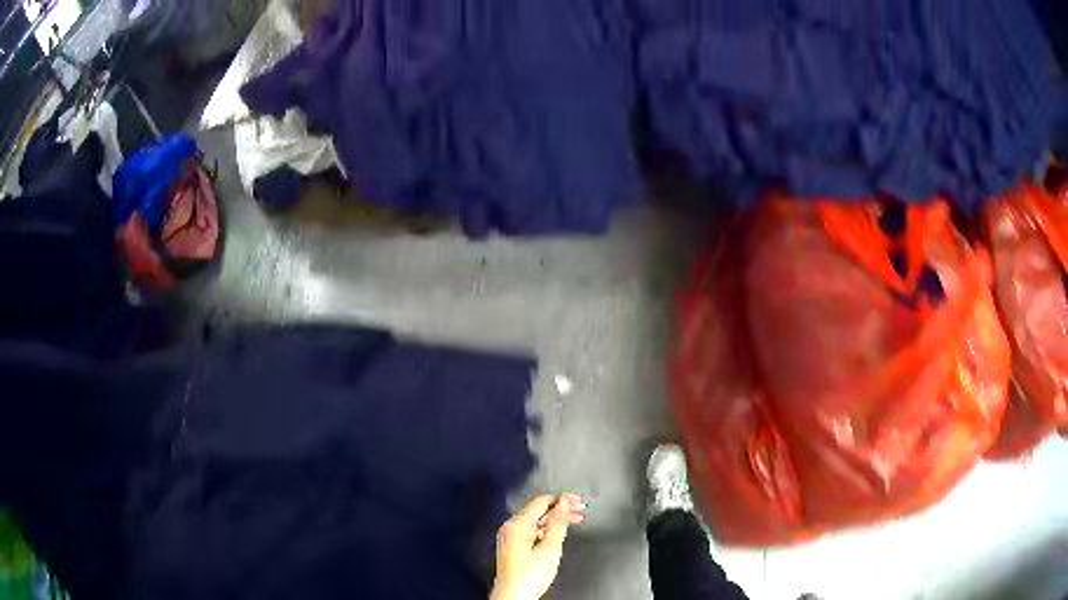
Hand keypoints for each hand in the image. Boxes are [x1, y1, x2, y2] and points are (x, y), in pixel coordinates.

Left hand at [490, 493, 585, 599]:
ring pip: (536, 519)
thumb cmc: (528, 577)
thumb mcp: (550, 548)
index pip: (542, 500)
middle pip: (539, 509)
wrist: (513, 596)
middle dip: (561, 508)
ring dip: (556, 518)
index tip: (577, 500)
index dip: (562, 498)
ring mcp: (510, 537)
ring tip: (574, 519)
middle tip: (579, 508)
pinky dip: (547, 528)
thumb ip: (558, 523)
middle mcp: (510, 527)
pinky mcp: (512, 546)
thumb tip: (563, 504)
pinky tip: (558, 532)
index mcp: (517, 524)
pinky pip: (531, 529)